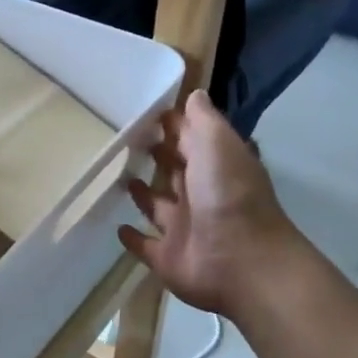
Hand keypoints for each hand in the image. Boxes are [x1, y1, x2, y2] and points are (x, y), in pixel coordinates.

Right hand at [119, 90, 308, 317]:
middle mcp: (201, 196)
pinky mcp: (167, 258)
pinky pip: (145, 245)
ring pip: (159, 206)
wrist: (241, 262)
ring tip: (120, 177)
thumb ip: (203, 121)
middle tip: (127, 140)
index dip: (174, 127)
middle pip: (176, 171)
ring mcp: (183, 229)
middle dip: (158, 156)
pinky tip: (116, 227)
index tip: (146, 112)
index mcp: (216, 167)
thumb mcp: (219, 144)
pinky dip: (132, 238)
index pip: (193, 141)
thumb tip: (192, 95)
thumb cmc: (229, 196)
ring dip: (144, 194)